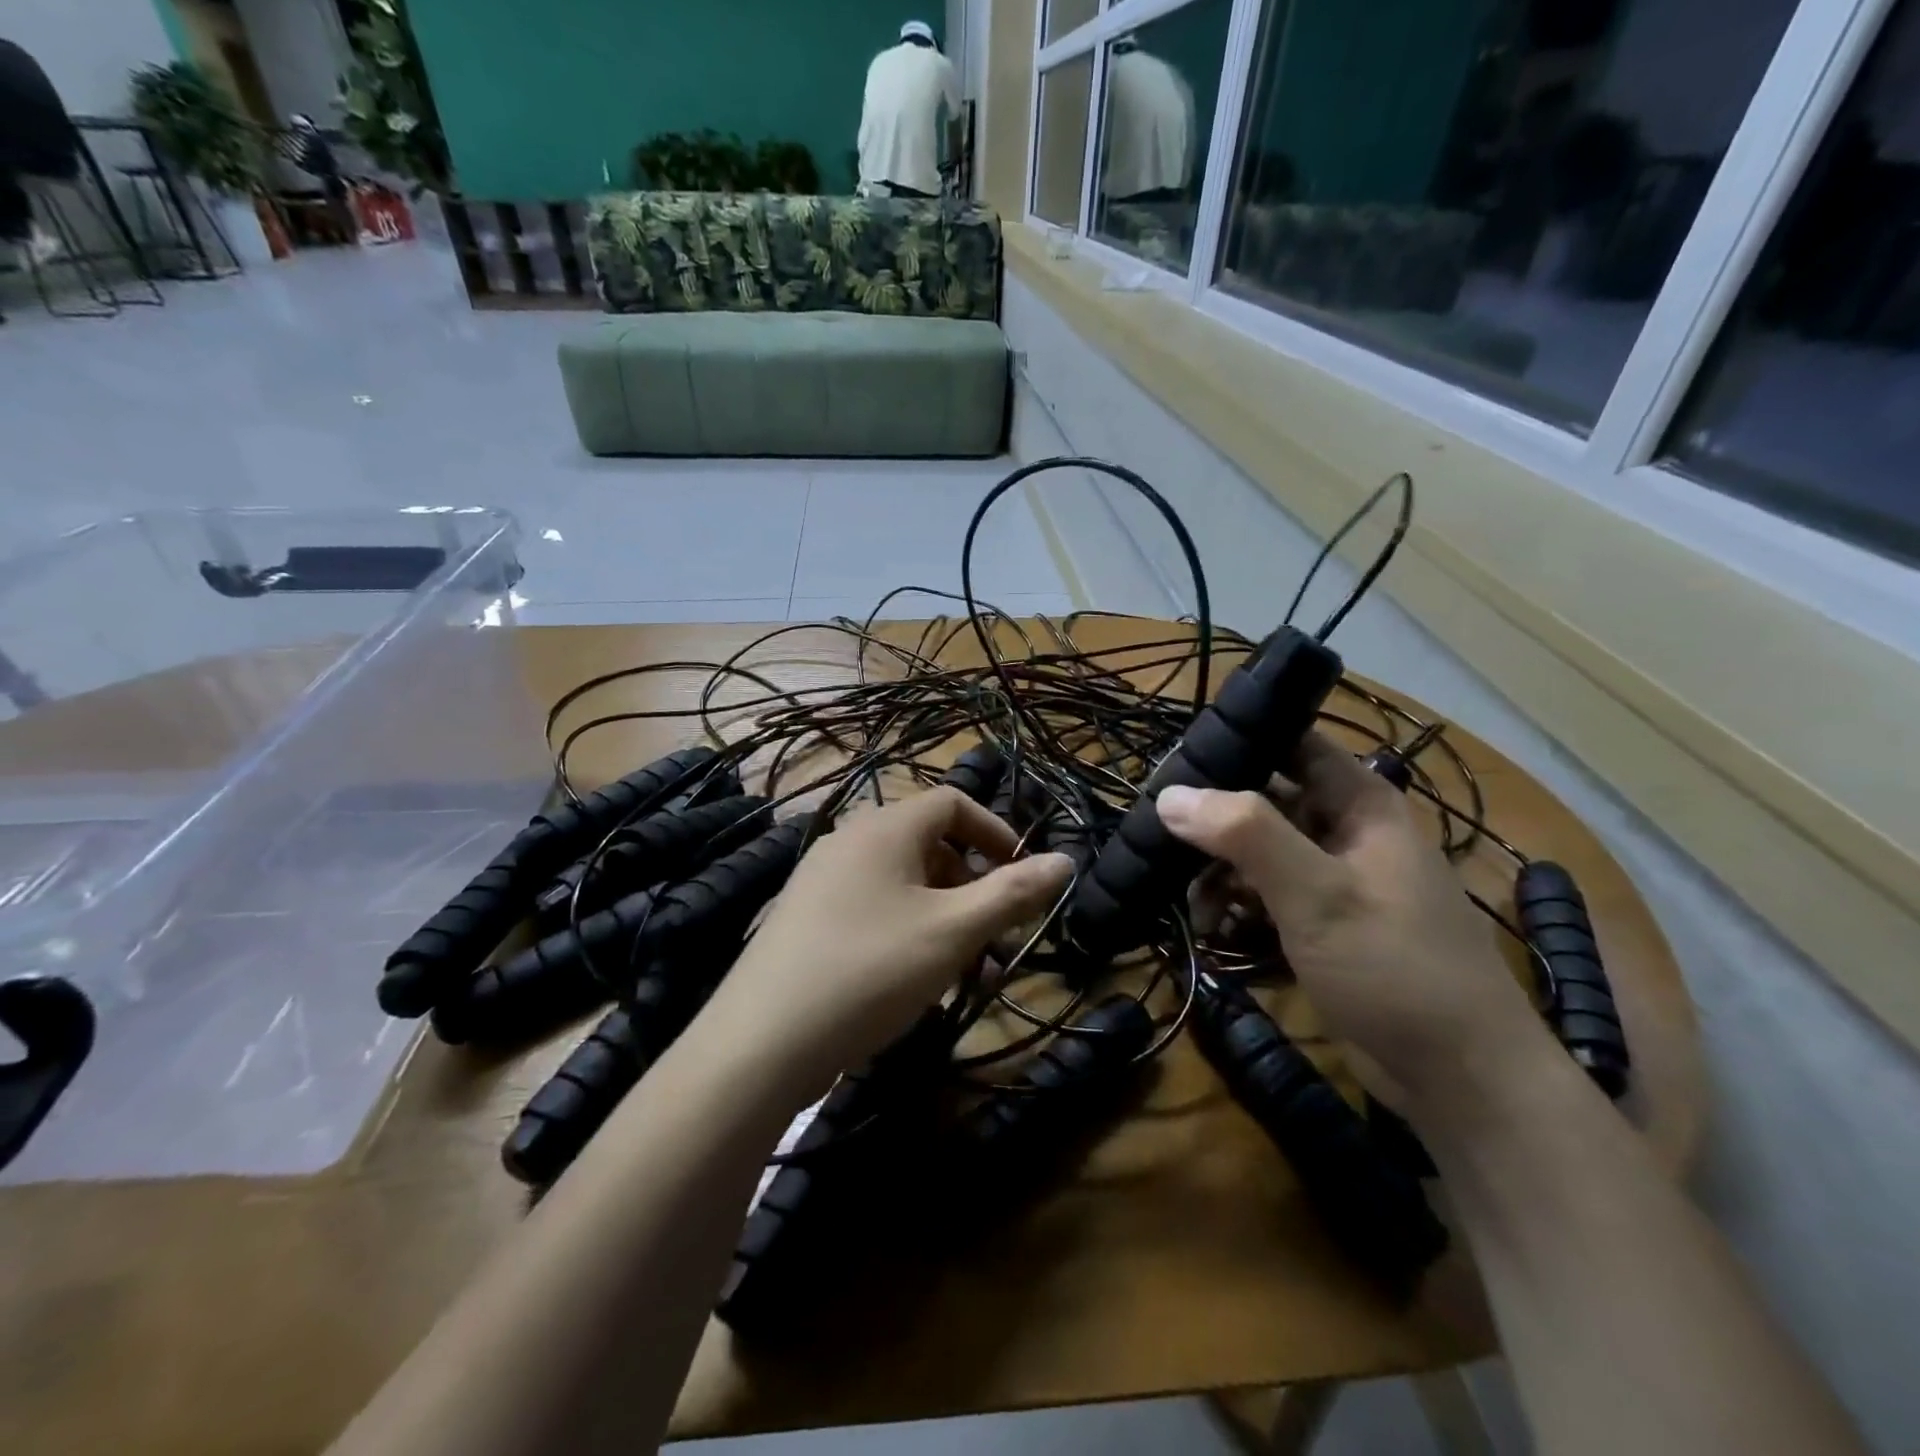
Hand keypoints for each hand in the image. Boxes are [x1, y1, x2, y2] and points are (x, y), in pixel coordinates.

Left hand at [705, 789, 1073, 1097]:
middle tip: (994, 935)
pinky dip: (906, 931)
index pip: (953, 803)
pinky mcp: (805, 918)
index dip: (996, 833)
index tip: (1022, 877)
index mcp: (884, 827)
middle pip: (929, 844)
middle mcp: (849, 840)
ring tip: (963, 972)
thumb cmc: (871, 970)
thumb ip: (1012, 893)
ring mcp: (821, 879)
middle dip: (972, 885)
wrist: (760, 1042)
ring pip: (902, 883)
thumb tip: (1064, 860)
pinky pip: (872, 908)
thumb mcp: (953, 931)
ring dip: (943, 917)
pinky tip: (914, 983)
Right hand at [1156, 732, 1548, 1108]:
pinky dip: (1237, 911)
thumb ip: (1245, 835)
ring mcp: (1332, 880)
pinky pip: (1265, 898)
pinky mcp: (1322, 925)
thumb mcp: (1317, 894)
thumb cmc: (1395, 967)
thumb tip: (1169, 795)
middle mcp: (1344, 831)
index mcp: (1357, 803)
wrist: (1459, 1078)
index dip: (1234, 743)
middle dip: (1211, 823)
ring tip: (1194, 910)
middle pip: (1261, 802)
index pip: (1288, 743)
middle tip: (1158, 842)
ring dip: (1218, 876)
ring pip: (1256, 854)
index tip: (1172, 763)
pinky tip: (1215, 935)